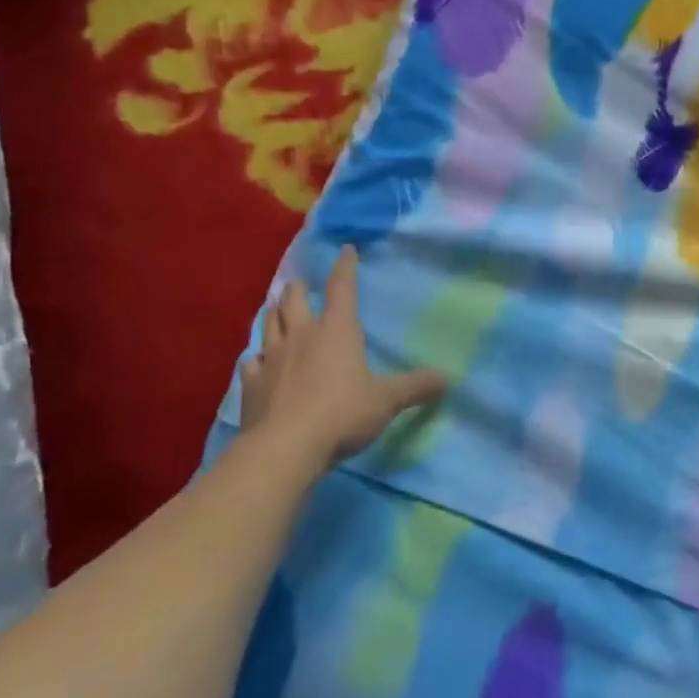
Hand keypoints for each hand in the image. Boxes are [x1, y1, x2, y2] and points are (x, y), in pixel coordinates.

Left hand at [238, 247, 447, 464]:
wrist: (285, 448)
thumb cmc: (342, 414)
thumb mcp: (387, 400)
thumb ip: (415, 387)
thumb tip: (447, 379)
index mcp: (336, 330)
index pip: (342, 288)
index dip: (345, 267)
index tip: (345, 249)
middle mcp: (301, 335)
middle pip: (294, 298)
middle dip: (299, 287)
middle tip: (302, 284)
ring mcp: (272, 358)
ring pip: (268, 323)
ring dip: (275, 314)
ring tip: (278, 311)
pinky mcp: (251, 384)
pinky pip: (251, 362)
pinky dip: (257, 358)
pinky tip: (259, 363)